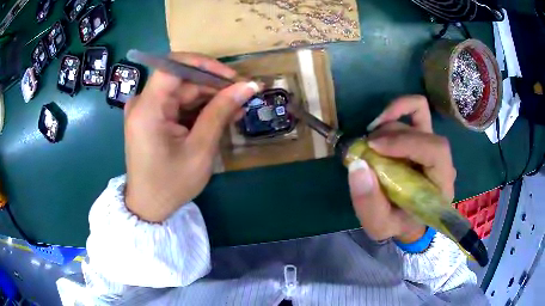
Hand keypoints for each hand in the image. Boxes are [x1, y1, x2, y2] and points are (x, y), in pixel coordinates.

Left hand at [124, 53, 258, 221]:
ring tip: (236, 109)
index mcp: (148, 109)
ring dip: (209, 99)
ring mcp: (145, 110)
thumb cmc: (171, 184)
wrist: (149, 206)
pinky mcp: (150, 118)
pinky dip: (198, 109)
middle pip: (181, 80)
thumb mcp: (200, 149)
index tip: (232, 77)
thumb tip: (248, 86)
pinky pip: (177, 104)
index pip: (173, 66)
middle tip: (243, 97)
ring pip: (182, 91)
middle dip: (213, 86)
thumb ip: (221, 112)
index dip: (205, 64)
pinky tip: (219, 117)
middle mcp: (142, 103)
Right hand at [348, 95, 456, 242]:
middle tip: (366, 148)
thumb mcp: (379, 225)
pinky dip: (398, 109)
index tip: (374, 147)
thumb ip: (369, 203)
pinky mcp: (424, 136)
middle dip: (391, 135)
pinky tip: (380, 123)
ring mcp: (433, 144)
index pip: (436, 151)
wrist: (408, 220)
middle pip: (423, 131)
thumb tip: (358, 164)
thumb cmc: (397, 224)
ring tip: (369, 143)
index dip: (406, 142)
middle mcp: (443, 161)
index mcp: (441, 184)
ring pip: (417, 117)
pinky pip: (417, 110)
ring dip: (389, 125)